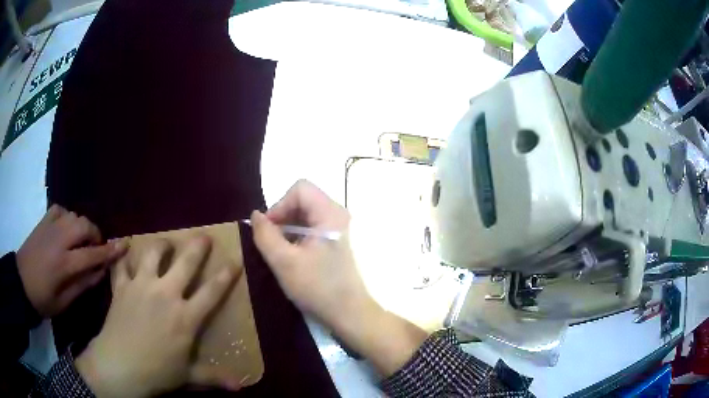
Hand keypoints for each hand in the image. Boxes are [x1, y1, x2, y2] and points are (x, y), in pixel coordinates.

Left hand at [16, 205, 126, 316]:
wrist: (21, 282)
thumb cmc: (43, 299)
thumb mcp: (64, 302)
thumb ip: (83, 284)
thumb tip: (101, 270)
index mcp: (64, 264)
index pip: (92, 255)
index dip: (110, 250)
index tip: (125, 244)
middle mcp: (59, 240)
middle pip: (84, 226)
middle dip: (95, 235)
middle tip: (95, 249)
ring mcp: (50, 227)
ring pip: (74, 216)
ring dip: (82, 227)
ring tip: (80, 242)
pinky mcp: (43, 221)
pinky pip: (61, 210)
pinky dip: (67, 217)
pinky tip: (66, 228)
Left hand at [75, 236, 238, 397]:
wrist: (119, 366)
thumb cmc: (157, 372)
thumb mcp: (189, 377)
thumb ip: (214, 377)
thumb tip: (241, 386)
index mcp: (185, 317)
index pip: (212, 292)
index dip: (226, 275)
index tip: (235, 260)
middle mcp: (166, 294)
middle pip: (185, 262)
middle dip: (197, 246)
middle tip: (203, 236)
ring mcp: (141, 286)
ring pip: (153, 253)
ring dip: (161, 245)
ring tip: (166, 244)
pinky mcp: (122, 286)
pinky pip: (122, 264)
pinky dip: (123, 256)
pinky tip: (125, 250)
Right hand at [251, 180, 426, 375]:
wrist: (349, 313)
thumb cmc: (318, 288)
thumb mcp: (284, 262)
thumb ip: (265, 235)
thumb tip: (256, 215)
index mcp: (330, 214)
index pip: (299, 189)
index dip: (279, 205)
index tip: (269, 230)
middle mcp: (337, 214)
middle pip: (302, 199)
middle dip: (282, 216)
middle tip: (271, 241)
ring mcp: (338, 228)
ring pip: (305, 214)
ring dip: (287, 227)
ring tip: (279, 251)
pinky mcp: (335, 240)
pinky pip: (311, 226)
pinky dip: (296, 235)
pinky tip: (291, 255)